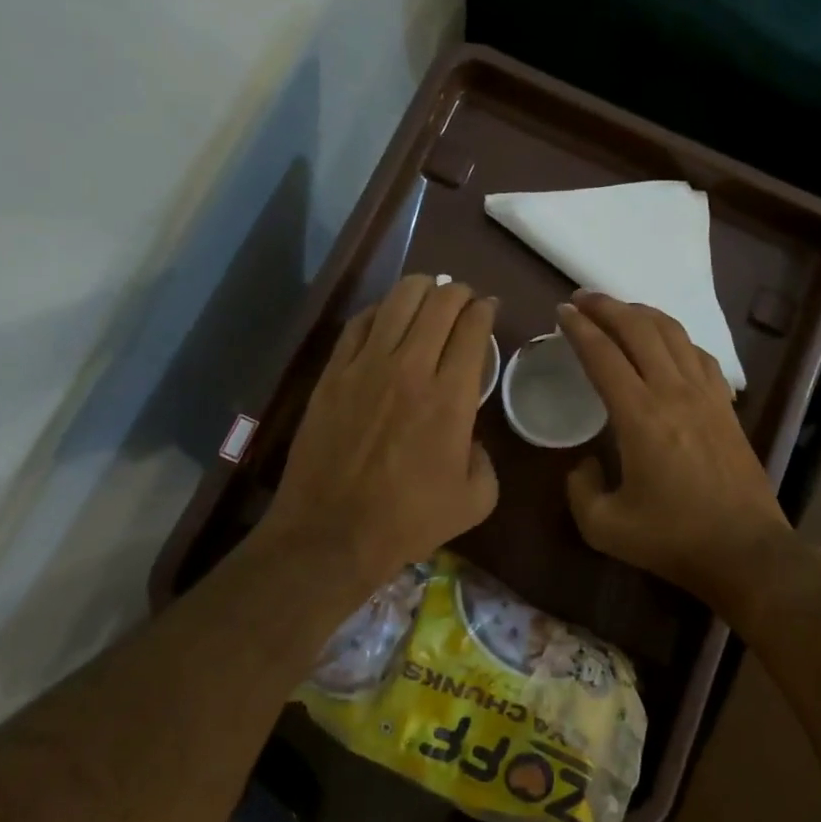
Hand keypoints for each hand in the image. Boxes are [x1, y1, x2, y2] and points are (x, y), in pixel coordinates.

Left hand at [259, 275, 498, 584]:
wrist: (332, 533)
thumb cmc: (409, 520)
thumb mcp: (476, 499)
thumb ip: (486, 459)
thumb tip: (471, 436)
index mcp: (452, 397)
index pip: (472, 328)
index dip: (484, 309)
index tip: (488, 308)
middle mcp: (411, 368)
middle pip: (439, 304)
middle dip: (457, 292)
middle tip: (462, 298)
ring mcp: (366, 367)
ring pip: (397, 301)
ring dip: (420, 289)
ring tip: (428, 292)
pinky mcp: (333, 374)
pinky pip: (359, 324)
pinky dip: (380, 310)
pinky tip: (387, 315)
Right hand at [557, 292, 792, 606]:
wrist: (746, 551)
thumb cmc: (673, 539)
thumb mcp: (605, 527)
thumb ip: (580, 489)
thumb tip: (584, 463)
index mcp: (640, 416)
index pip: (604, 355)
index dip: (579, 329)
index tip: (561, 312)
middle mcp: (674, 393)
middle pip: (639, 330)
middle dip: (607, 307)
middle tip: (582, 298)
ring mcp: (707, 395)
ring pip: (673, 334)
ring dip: (642, 314)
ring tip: (619, 310)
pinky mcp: (727, 406)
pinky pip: (700, 355)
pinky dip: (676, 338)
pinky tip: (667, 343)